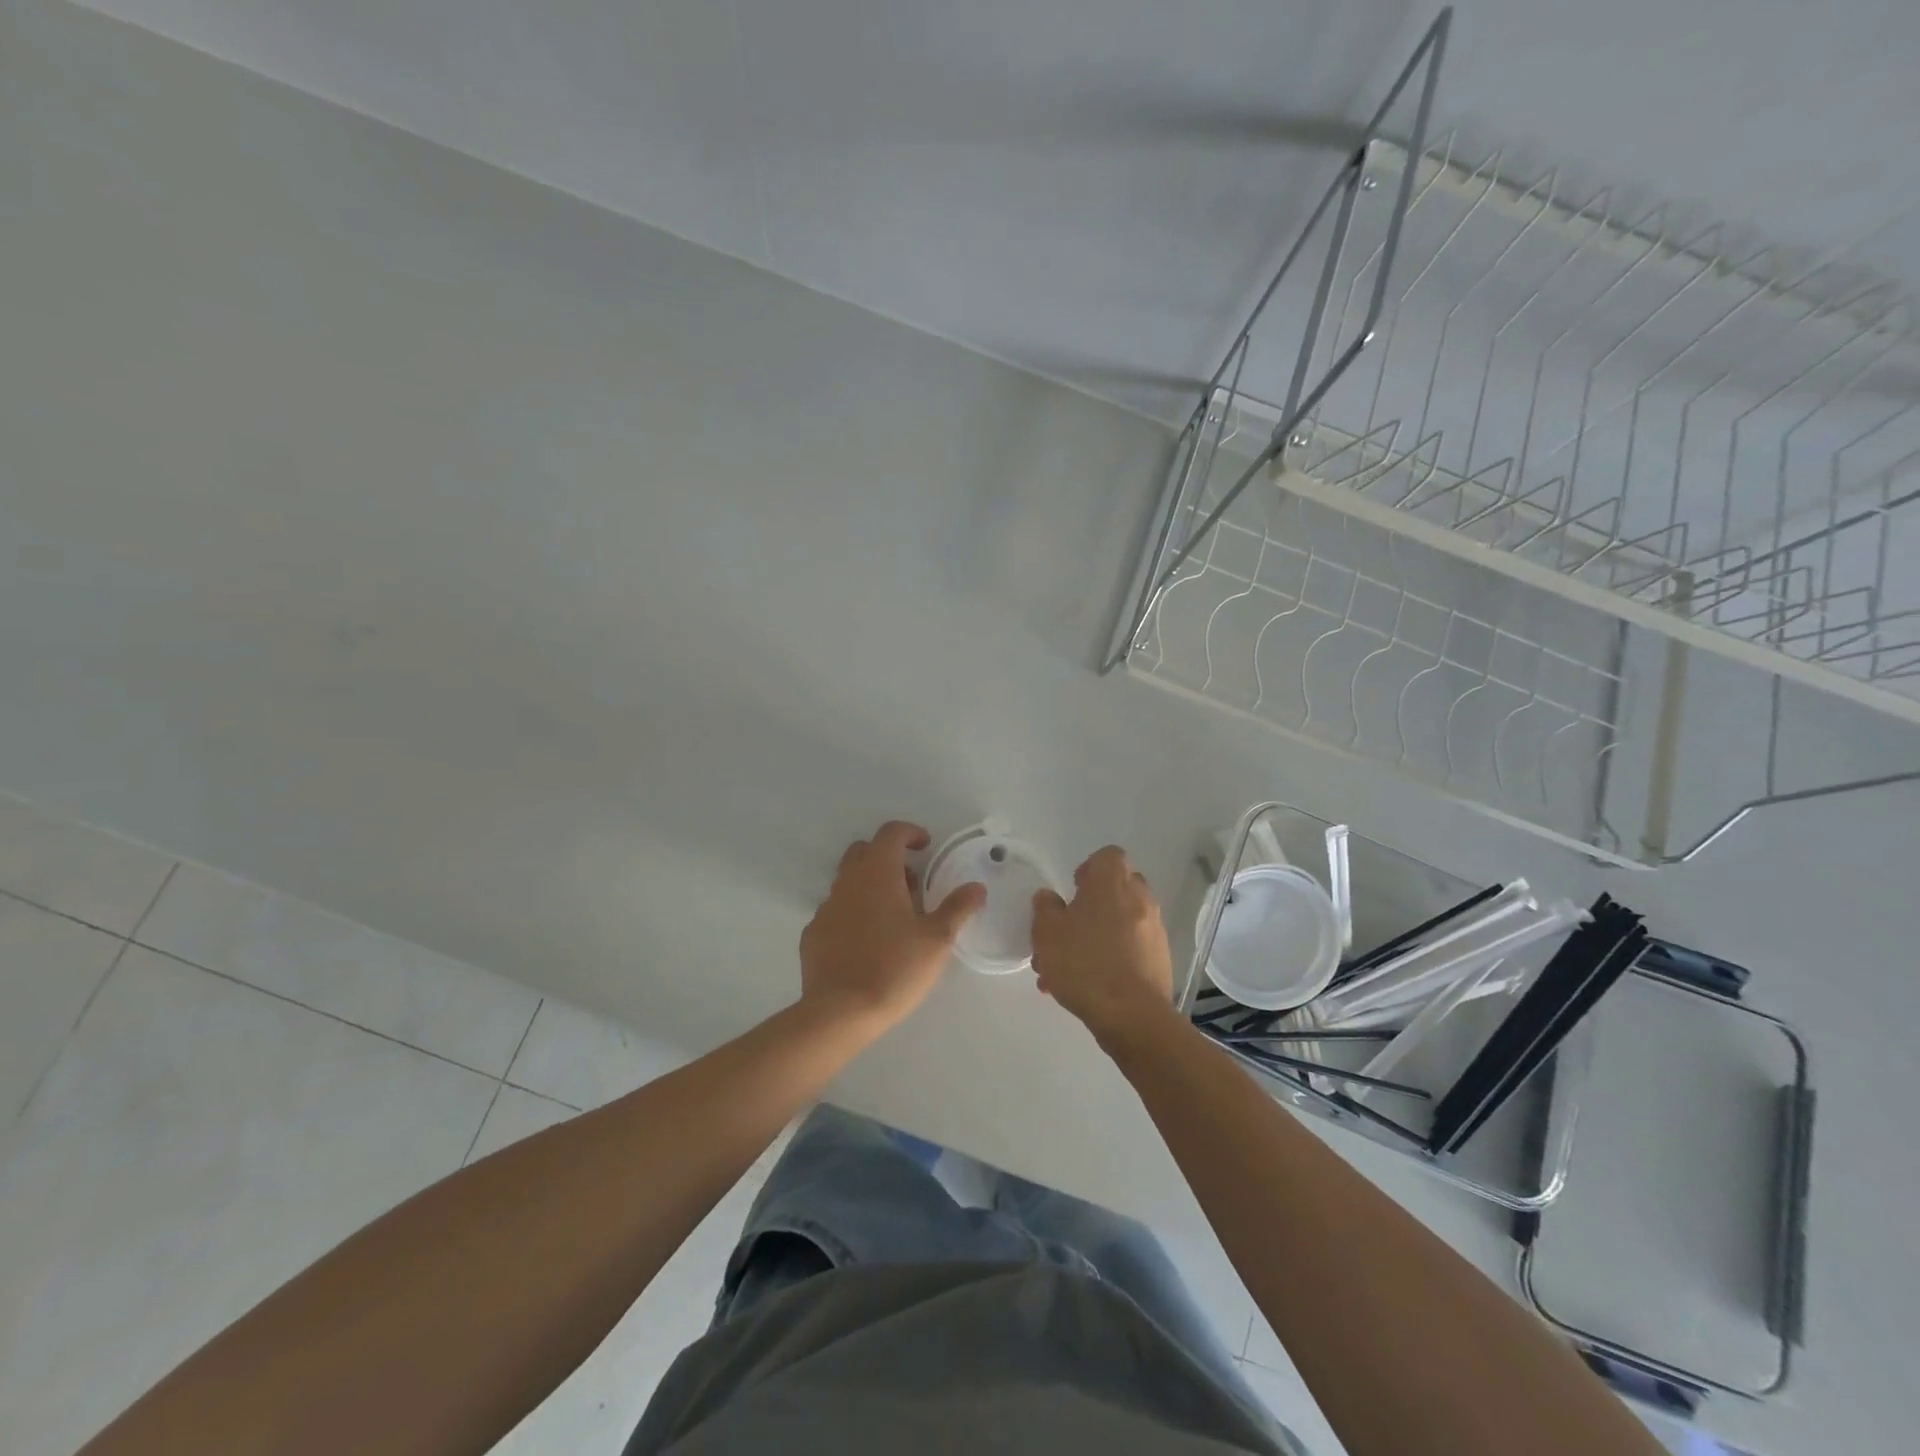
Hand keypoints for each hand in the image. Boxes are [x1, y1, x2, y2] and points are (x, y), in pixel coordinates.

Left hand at [800, 821, 986, 1036]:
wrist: (839, 1012)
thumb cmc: (894, 968)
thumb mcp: (937, 939)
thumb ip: (958, 908)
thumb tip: (976, 887)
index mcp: (878, 873)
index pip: (891, 833)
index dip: (910, 833)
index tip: (926, 847)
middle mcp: (848, 882)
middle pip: (864, 851)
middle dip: (888, 857)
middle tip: (912, 883)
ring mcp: (826, 907)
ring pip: (848, 881)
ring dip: (871, 886)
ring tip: (894, 917)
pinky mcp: (813, 934)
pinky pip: (836, 911)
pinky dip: (854, 913)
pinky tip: (867, 942)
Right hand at [1031, 846, 1174, 1043]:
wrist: (1132, 1015)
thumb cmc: (1085, 963)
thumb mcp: (1047, 932)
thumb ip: (1045, 908)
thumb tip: (1049, 897)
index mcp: (1112, 883)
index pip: (1108, 856)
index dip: (1089, 868)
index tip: (1073, 890)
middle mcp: (1139, 899)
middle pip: (1117, 888)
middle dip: (1093, 905)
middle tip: (1068, 929)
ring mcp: (1154, 930)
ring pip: (1121, 923)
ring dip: (1097, 937)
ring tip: (1067, 970)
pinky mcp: (1160, 960)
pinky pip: (1131, 948)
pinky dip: (1112, 958)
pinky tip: (1087, 986)